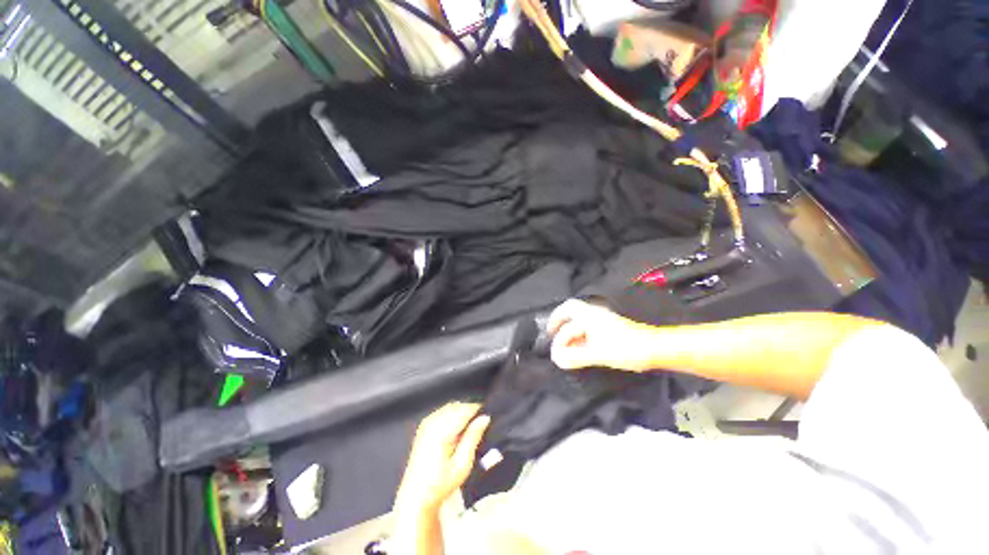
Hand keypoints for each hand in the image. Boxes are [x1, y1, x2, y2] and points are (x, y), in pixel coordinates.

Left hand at [394, 402, 490, 514]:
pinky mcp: (424, 427)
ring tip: (470, 430)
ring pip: (451, 407)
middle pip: (458, 406)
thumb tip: (484, 418)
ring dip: (462, 413)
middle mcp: (432, 423)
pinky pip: (443, 412)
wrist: (416, 498)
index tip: (488, 418)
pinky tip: (457, 431)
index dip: (479, 411)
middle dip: (470, 412)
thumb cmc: (440, 485)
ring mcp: (426, 424)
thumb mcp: (462, 464)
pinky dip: (453, 416)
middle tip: (481, 426)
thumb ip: (473, 437)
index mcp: (441, 431)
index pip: (465, 410)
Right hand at [547, 299, 655, 371]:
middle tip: (552, 336)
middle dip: (560, 324)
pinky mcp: (608, 329)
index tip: (550, 338)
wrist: (655, 349)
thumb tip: (556, 358)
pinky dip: (579, 338)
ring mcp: (602, 320)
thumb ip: (576, 356)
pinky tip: (579, 349)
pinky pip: (587, 329)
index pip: (567, 315)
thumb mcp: (598, 354)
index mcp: (590, 316)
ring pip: (579, 323)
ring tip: (565, 348)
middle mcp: (594, 314)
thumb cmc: (627, 349)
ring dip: (570, 334)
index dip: (556, 324)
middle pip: (571, 314)